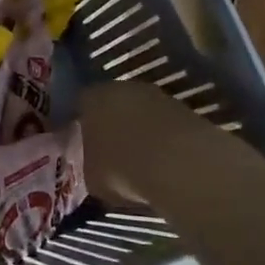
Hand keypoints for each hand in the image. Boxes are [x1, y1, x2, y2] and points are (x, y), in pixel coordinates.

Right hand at [79, 79, 225, 206]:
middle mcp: (122, 88)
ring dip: (138, 131)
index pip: (79, 105)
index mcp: (91, 98)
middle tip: (109, 150)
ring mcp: (157, 96)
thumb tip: (94, 164)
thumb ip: (88, 163)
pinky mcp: (185, 110)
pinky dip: (162, 139)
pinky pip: (164, 125)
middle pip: (111, 104)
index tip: (80, 143)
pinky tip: (162, 162)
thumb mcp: (91, 176)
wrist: (181, 166)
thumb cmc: (122, 169)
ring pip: (140, 113)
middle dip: (110, 125)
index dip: (79, 125)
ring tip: (137, 159)